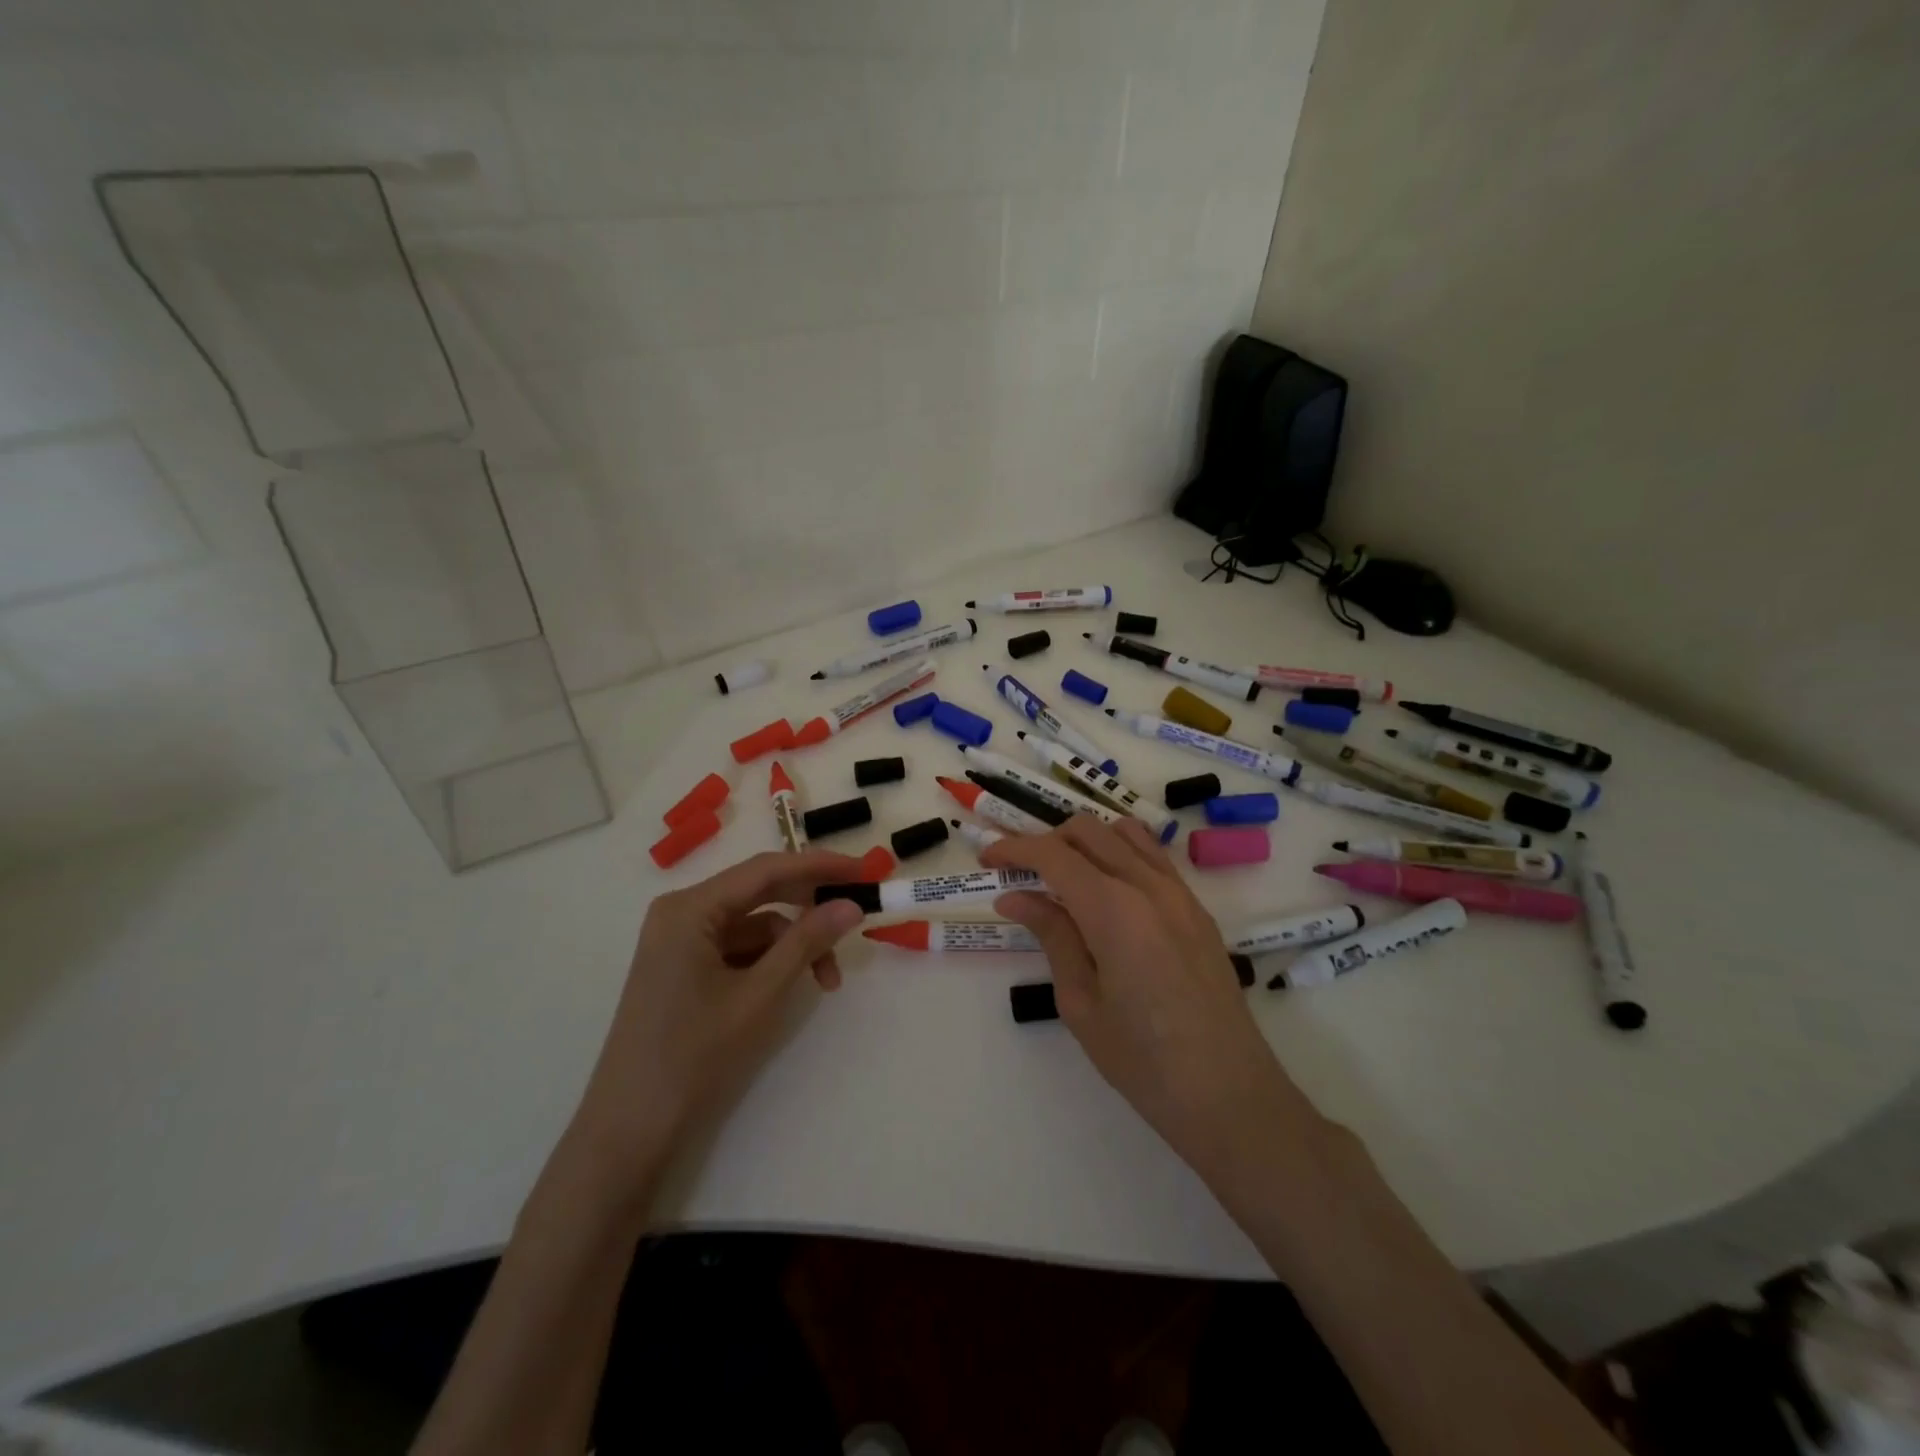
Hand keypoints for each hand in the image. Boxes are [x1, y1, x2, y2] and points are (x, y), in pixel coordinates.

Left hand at [565, 849, 868, 1206]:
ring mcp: (681, 940)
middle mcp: (682, 912)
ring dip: (795, 944)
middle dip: (810, 907)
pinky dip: (772, 960)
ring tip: (829, 980)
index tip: (865, 871)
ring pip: (754, 924)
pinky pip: (740, 947)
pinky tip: (797, 984)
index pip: (766, 870)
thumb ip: (806, 942)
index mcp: (690, 908)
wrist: (630, 1128)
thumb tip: (851, 905)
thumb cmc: (693, 1055)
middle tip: (857, 914)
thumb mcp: (759, 995)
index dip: (819, 866)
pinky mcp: (685, 966)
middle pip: (760, 892)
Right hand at [981, 820, 1324, 1180]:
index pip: (1053, 854)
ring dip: (1085, 841)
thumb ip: (1052, 936)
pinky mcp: (1196, 908)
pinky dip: (1119, 853)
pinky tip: (1105, 890)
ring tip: (1062, 877)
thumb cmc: (1142, 1060)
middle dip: (1046, 840)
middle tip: (1019, 872)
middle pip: (1088, 830)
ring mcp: (1179, 892)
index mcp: (1113, 908)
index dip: (1014, 848)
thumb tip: (1014, 896)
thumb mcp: (1080, 1001)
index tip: (987, 858)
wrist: (1228, 1093)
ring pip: (1124, 833)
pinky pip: (1152, 857)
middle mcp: (1148, 885)